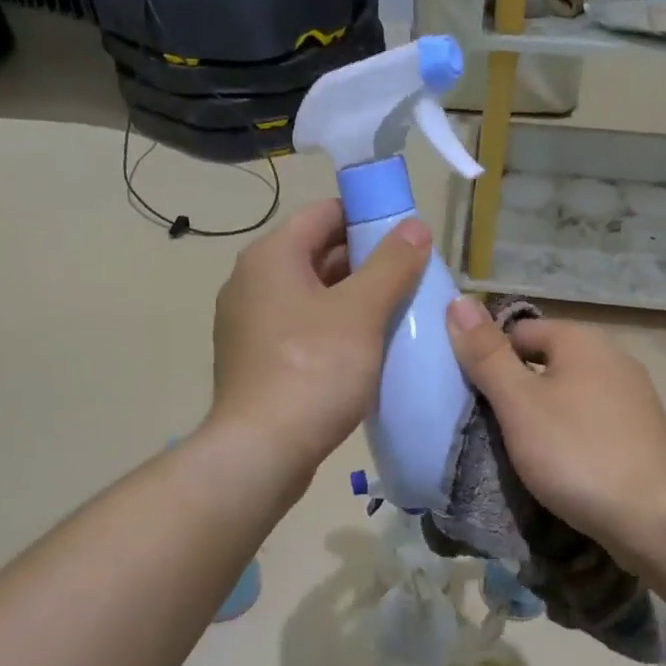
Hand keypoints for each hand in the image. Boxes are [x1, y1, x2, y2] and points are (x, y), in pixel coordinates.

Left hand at [208, 199, 431, 479]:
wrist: (262, 451)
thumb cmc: (313, 371)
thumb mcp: (361, 313)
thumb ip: (391, 265)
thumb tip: (415, 226)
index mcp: (271, 257)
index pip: (324, 213)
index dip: (368, 217)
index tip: (408, 236)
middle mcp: (252, 283)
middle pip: (317, 254)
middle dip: (366, 262)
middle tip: (412, 278)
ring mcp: (250, 325)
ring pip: (311, 296)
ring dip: (353, 299)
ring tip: (398, 313)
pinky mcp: (256, 362)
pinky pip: (302, 330)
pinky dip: (333, 330)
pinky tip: (365, 350)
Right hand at [446, 298, 665, 556]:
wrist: (653, 517)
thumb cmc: (576, 453)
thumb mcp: (519, 403)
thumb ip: (487, 355)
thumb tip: (458, 300)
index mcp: (582, 340)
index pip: (519, 331)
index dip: (490, 359)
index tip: (473, 399)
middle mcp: (613, 357)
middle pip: (545, 361)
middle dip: (515, 390)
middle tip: (492, 428)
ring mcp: (634, 396)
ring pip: (569, 394)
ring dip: (542, 415)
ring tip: (522, 450)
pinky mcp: (642, 432)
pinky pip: (591, 421)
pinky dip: (570, 436)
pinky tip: (562, 464)